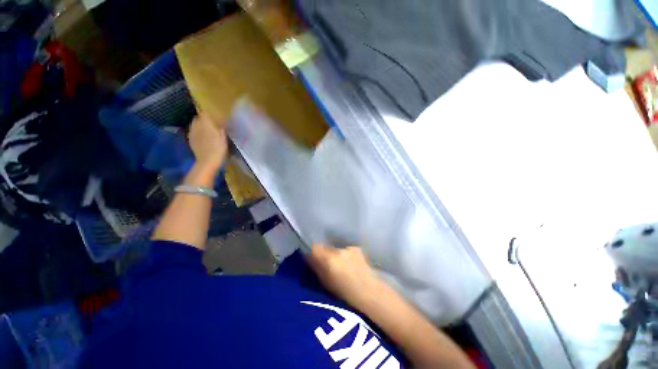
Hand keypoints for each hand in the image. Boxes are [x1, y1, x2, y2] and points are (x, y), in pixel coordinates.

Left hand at [188, 113, 227, 171]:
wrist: (207, 161)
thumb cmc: (218, 149)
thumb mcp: (224, 138)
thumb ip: (221, 128)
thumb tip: (222, 122)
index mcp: (205, 124)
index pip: (204, 113)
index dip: (209, 115)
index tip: (215, 118)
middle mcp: (196, 126)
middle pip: (198, 118)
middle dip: (203, 120)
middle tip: (212, 125)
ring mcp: (192, 133)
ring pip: (194, 125)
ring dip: (199, 126)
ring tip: (207, 132)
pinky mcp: (190, 140)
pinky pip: (193, 132)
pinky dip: (197, 133)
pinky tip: (203, 138)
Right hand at [307, 243, 382, 307]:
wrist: (369, 292)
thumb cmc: (345, 293)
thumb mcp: (326, 283)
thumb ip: (316, 268)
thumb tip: (308, 257)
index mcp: (329, 260)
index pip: (315, 247)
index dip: (313, 252)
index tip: (313, 257)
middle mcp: (338, 251)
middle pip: (326, 247)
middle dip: (325, 254)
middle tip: (328, 265)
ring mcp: (348, 248)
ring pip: (336, 249)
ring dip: (336, 255)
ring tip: (341, 266)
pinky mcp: (356, 249)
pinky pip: (346, 250)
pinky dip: (345, 256)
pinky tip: (351, 265)